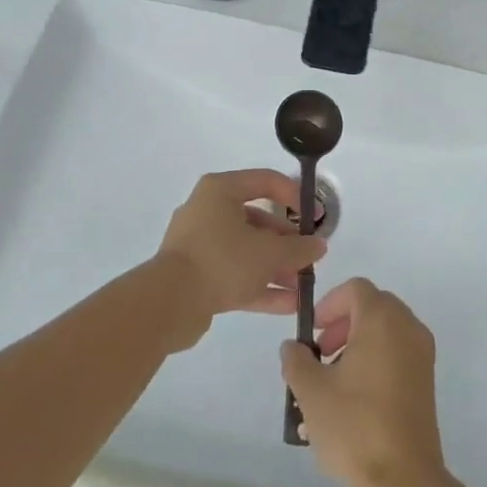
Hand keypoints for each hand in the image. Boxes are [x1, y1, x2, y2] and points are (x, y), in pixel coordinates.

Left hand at [154, 170, 326, 346]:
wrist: (168, 304)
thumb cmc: (221, 260)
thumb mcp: (268, 252)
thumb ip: (298, 248)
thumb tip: (319, 246)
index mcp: (221, 190)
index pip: (265, 181)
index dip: (294, 195)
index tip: (315, 216)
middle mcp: (208, 211)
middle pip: (257, 220)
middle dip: (286, 241)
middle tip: (309, 257)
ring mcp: (201, 245)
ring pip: (247, 250)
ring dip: (276, 266)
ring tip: (303, 284)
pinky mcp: (197, 276)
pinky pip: (235, 274)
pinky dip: (260, 285)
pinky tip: (289, 304)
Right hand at [280, 278, 446, 486]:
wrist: (404, 481)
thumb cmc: (355, 426)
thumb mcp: (311, 392)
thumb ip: (296, 361)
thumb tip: (293, 347)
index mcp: (382, 319)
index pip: (355, 289)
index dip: (330, 304)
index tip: (312, 333)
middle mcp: (407, 327)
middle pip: (372, 306)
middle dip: (343, 324)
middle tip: (321, 355)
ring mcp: (422, 354)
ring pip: (385, 332)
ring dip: (357, 344)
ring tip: (333, 383)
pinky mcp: (426, 382)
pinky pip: (398, 354)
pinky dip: (375, 361)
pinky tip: (354, 400)